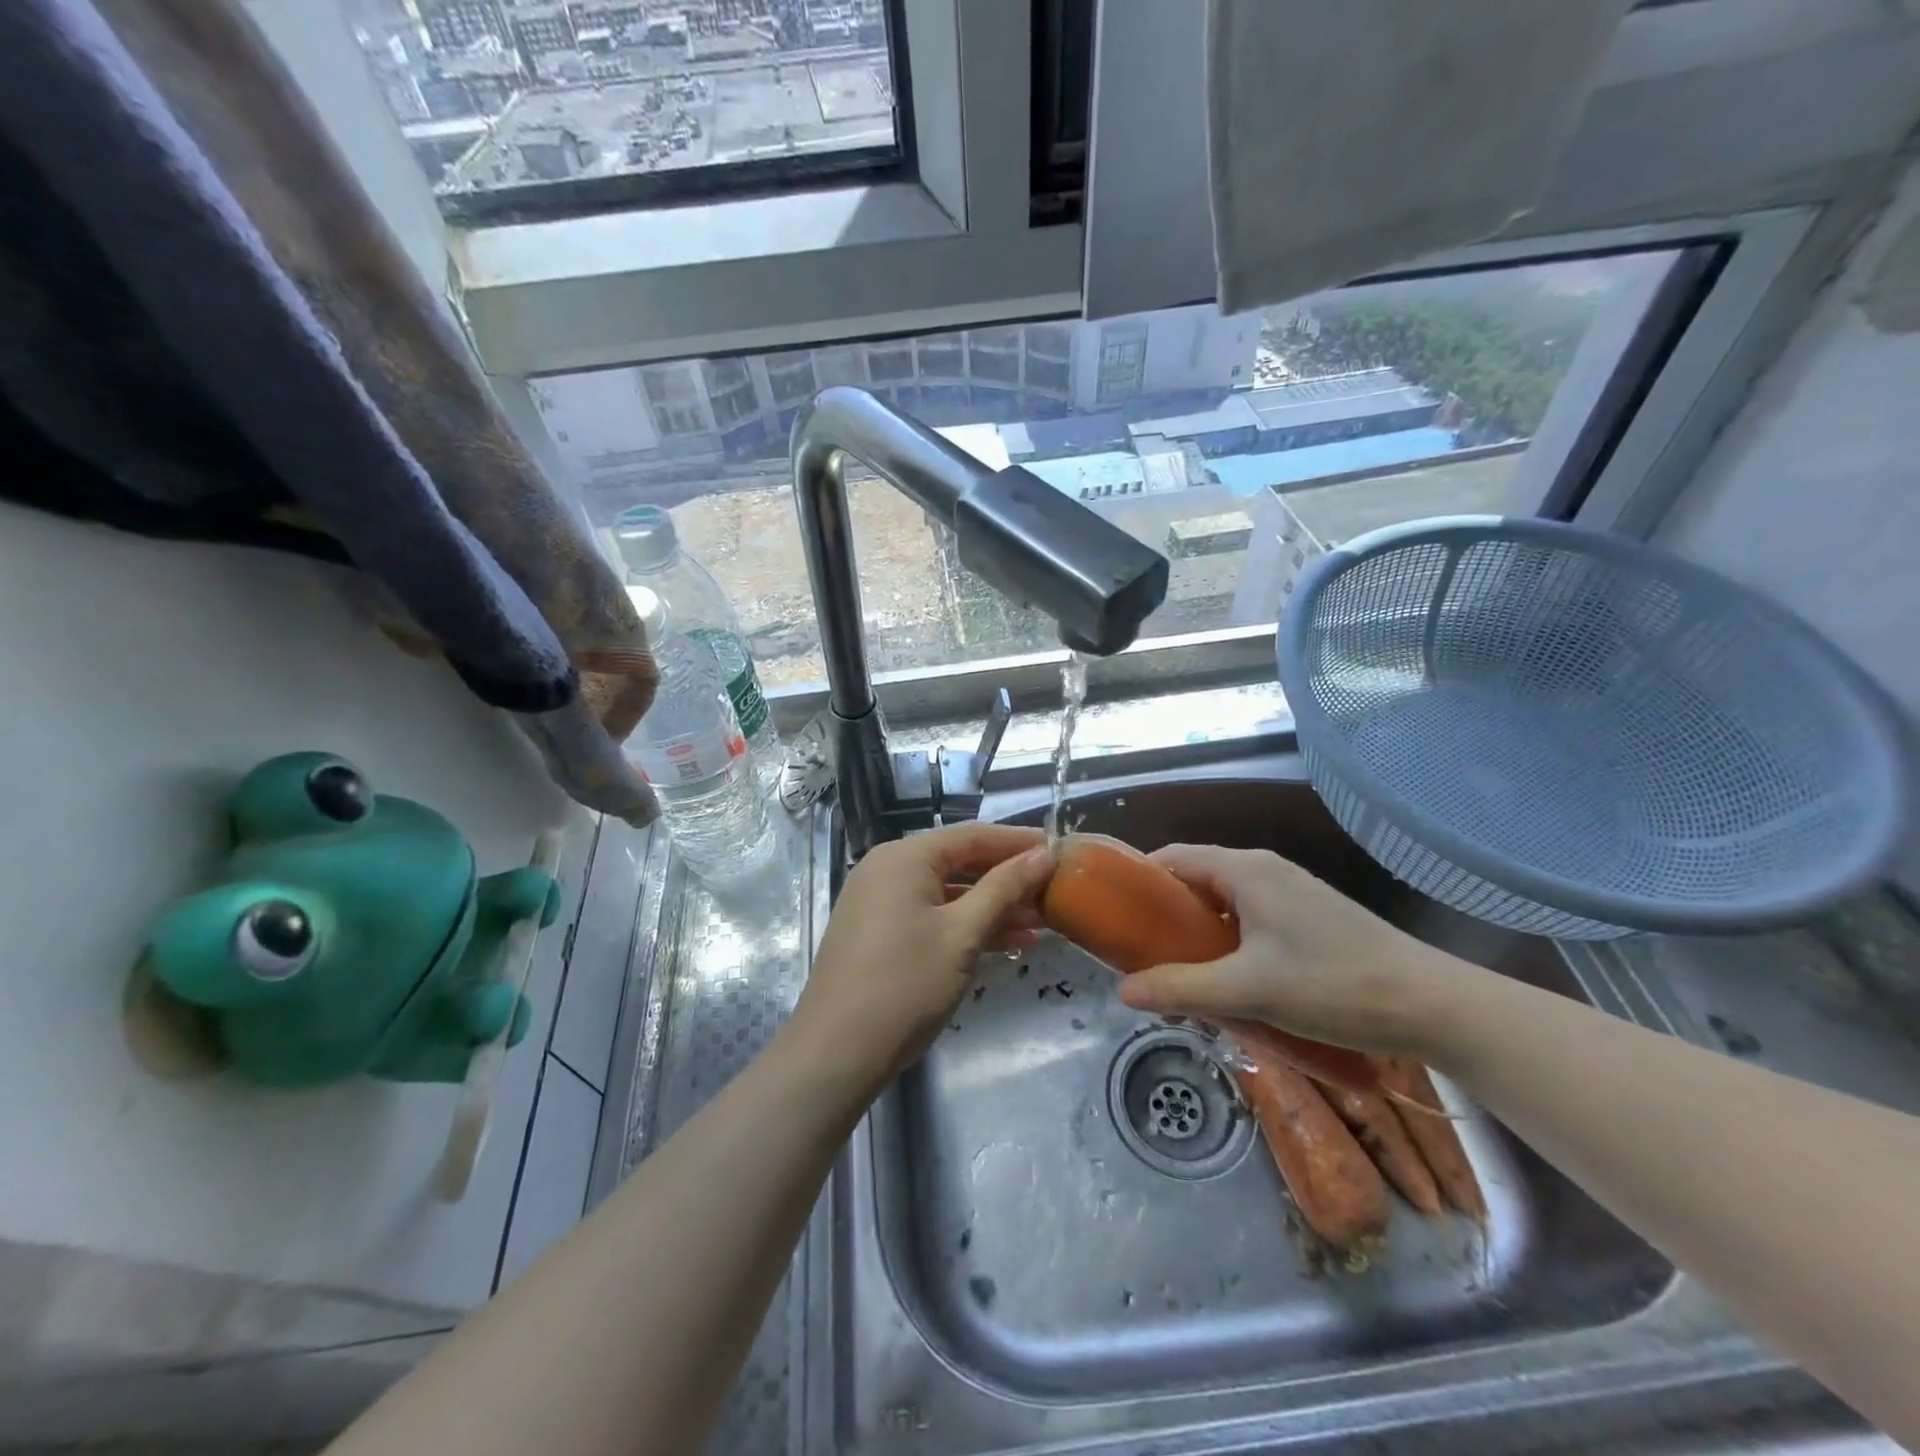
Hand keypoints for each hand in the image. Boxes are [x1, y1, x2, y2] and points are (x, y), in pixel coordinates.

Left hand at [785, 823, 1053, 1090]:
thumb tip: (1044, 854)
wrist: (836, 1053)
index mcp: (904, 857)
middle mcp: (888, 869)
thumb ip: (1004, 889)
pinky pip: (931, 915)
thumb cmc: (905, 985)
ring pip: (947, 893)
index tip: (1060, 851)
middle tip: (1054, 891)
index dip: (1018, 842)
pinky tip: (1005, 944)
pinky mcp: (879, 933)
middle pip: (959, 862)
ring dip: (991, 906)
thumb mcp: (963, 934)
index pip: (972, 836)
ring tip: (1040, 924)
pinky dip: (965, 926)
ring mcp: (879, 902)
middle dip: (1007, 879)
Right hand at [1115, 844, 1480, 1057]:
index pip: (1173, 858)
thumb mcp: (1248, 990)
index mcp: (1245, 870)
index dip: (1138, 882)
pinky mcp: (1310, 918)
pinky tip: (1229, 983)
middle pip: (1196, 881)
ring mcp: (1291, 892)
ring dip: (1197, 936)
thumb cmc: (1333, 985)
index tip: (1114, 917)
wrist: (1433, 1005)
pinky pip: (1250, 919)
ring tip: (1180, 976)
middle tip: (1143, 958)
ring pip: (1224, 904)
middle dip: (1165, 917)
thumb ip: (1182, 988)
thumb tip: (1122, 991)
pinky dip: (1227, 943)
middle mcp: (1264, 870)